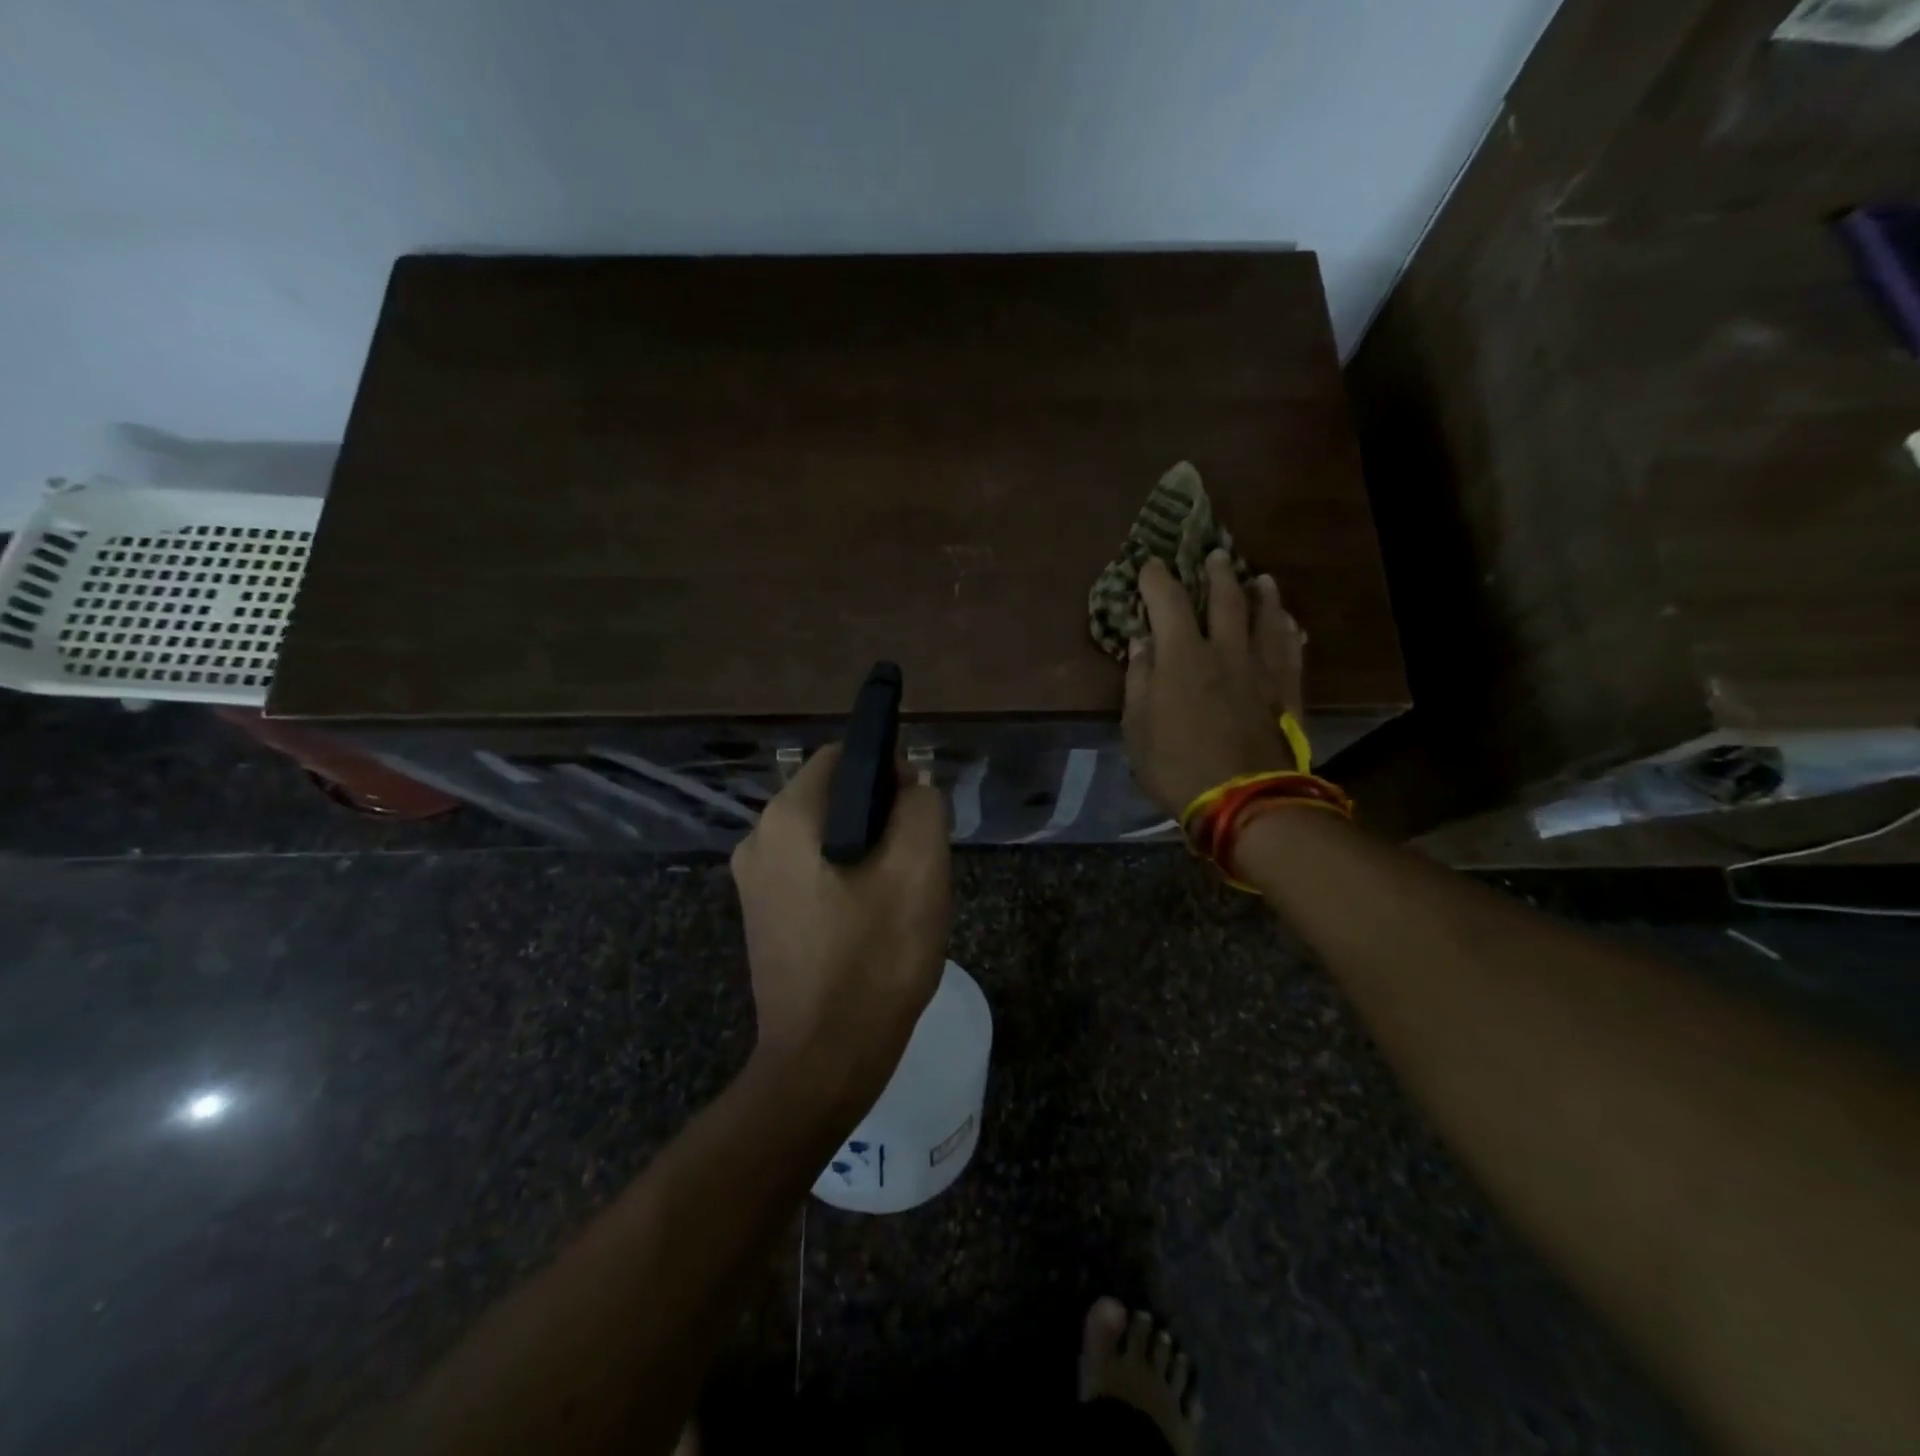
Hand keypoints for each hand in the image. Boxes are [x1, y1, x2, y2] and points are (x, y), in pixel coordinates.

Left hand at [730, 745, 951, 1103]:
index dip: (888, 770)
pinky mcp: (761, 917)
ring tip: (898, 896)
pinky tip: (871, 921)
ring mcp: (754, 882)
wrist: (823, 1061)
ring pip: (825, 838)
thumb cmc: (875, 959)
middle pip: (833, 798)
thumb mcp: (920, 870)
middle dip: (880, 816)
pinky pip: (811, 872)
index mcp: (787, 819)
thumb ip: (922, 806)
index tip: (918, 810)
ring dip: (866, 851)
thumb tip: (909, 787)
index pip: (842, 757)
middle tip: (916, 861)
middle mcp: (758, 840)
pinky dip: (845, 879)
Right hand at [1123, 552, 1306, 816]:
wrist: (1243, 799)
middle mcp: (1225, 650)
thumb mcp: (1137, 728)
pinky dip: (1288, 630)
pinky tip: (1289, 622)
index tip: (1150, 565)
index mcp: (1182, 657)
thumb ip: (1138, 679)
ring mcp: (1261, 669)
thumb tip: (1142, 642)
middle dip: (1217, 574)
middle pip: (1225, 598)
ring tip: (1260, 579)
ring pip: (1266, 617)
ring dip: (1262, 594)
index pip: (1168, 601)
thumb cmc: (1176, 765)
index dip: (1157, 579)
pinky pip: (1291, 649)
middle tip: (1215, 556)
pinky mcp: (1287, 690)